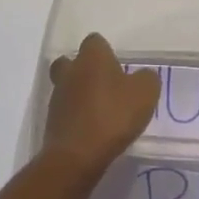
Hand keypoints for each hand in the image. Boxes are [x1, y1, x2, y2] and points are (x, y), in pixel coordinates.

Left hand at [43, 33, 159, 179]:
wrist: (76, 157)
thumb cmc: (112, 116)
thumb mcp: (145, 94)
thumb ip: (147, 79)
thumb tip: (143, 76)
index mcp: (92, 57)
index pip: (95, 41)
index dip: (106, 52)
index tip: (118, 68)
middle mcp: (70, 70)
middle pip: (71, 61)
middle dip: (84, 70)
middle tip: (103, 85)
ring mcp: (57, 96)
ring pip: (66, 86)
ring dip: (79, 95)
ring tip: (99, 111)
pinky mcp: (51, 122)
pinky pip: (65, 112)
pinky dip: (75, 117)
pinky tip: (91, 130)